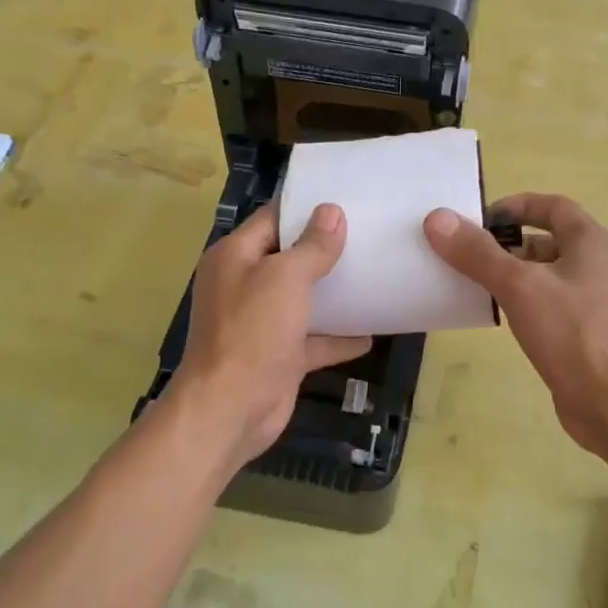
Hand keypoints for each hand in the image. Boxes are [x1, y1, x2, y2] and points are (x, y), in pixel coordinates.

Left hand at [171, 203, 370, 470]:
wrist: (231, 409)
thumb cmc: (252, 332)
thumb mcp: (285, 279)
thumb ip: (311, 246)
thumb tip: (331, 212)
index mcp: (235, 256)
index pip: (273, 219)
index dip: (307, 208)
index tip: (347, 199)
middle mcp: (245, 284)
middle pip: (290, 258)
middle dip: (326, 249)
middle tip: (371, 233)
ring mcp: (262, 322)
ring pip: (303, 299)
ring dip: (335, 293)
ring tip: (377, 275)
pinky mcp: (279, 355)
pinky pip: (314, 339)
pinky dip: (339, 337)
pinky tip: (373, 331)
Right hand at [424, 193, 607, 459]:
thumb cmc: (573, 333)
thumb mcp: (520, 286)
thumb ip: (479, 253)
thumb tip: (438, 218)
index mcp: (591, 242)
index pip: (551, 206)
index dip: (515, 206)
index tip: (477, 219)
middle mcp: (597, 265)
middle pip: (546, 241)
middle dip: (506, 245)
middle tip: (464, 254)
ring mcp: (593, 302)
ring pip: (545, 276)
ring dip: (511, 276)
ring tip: (470, 284)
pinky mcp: (583, 334)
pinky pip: (547, 306)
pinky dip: (521, 304)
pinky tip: (495, 317)